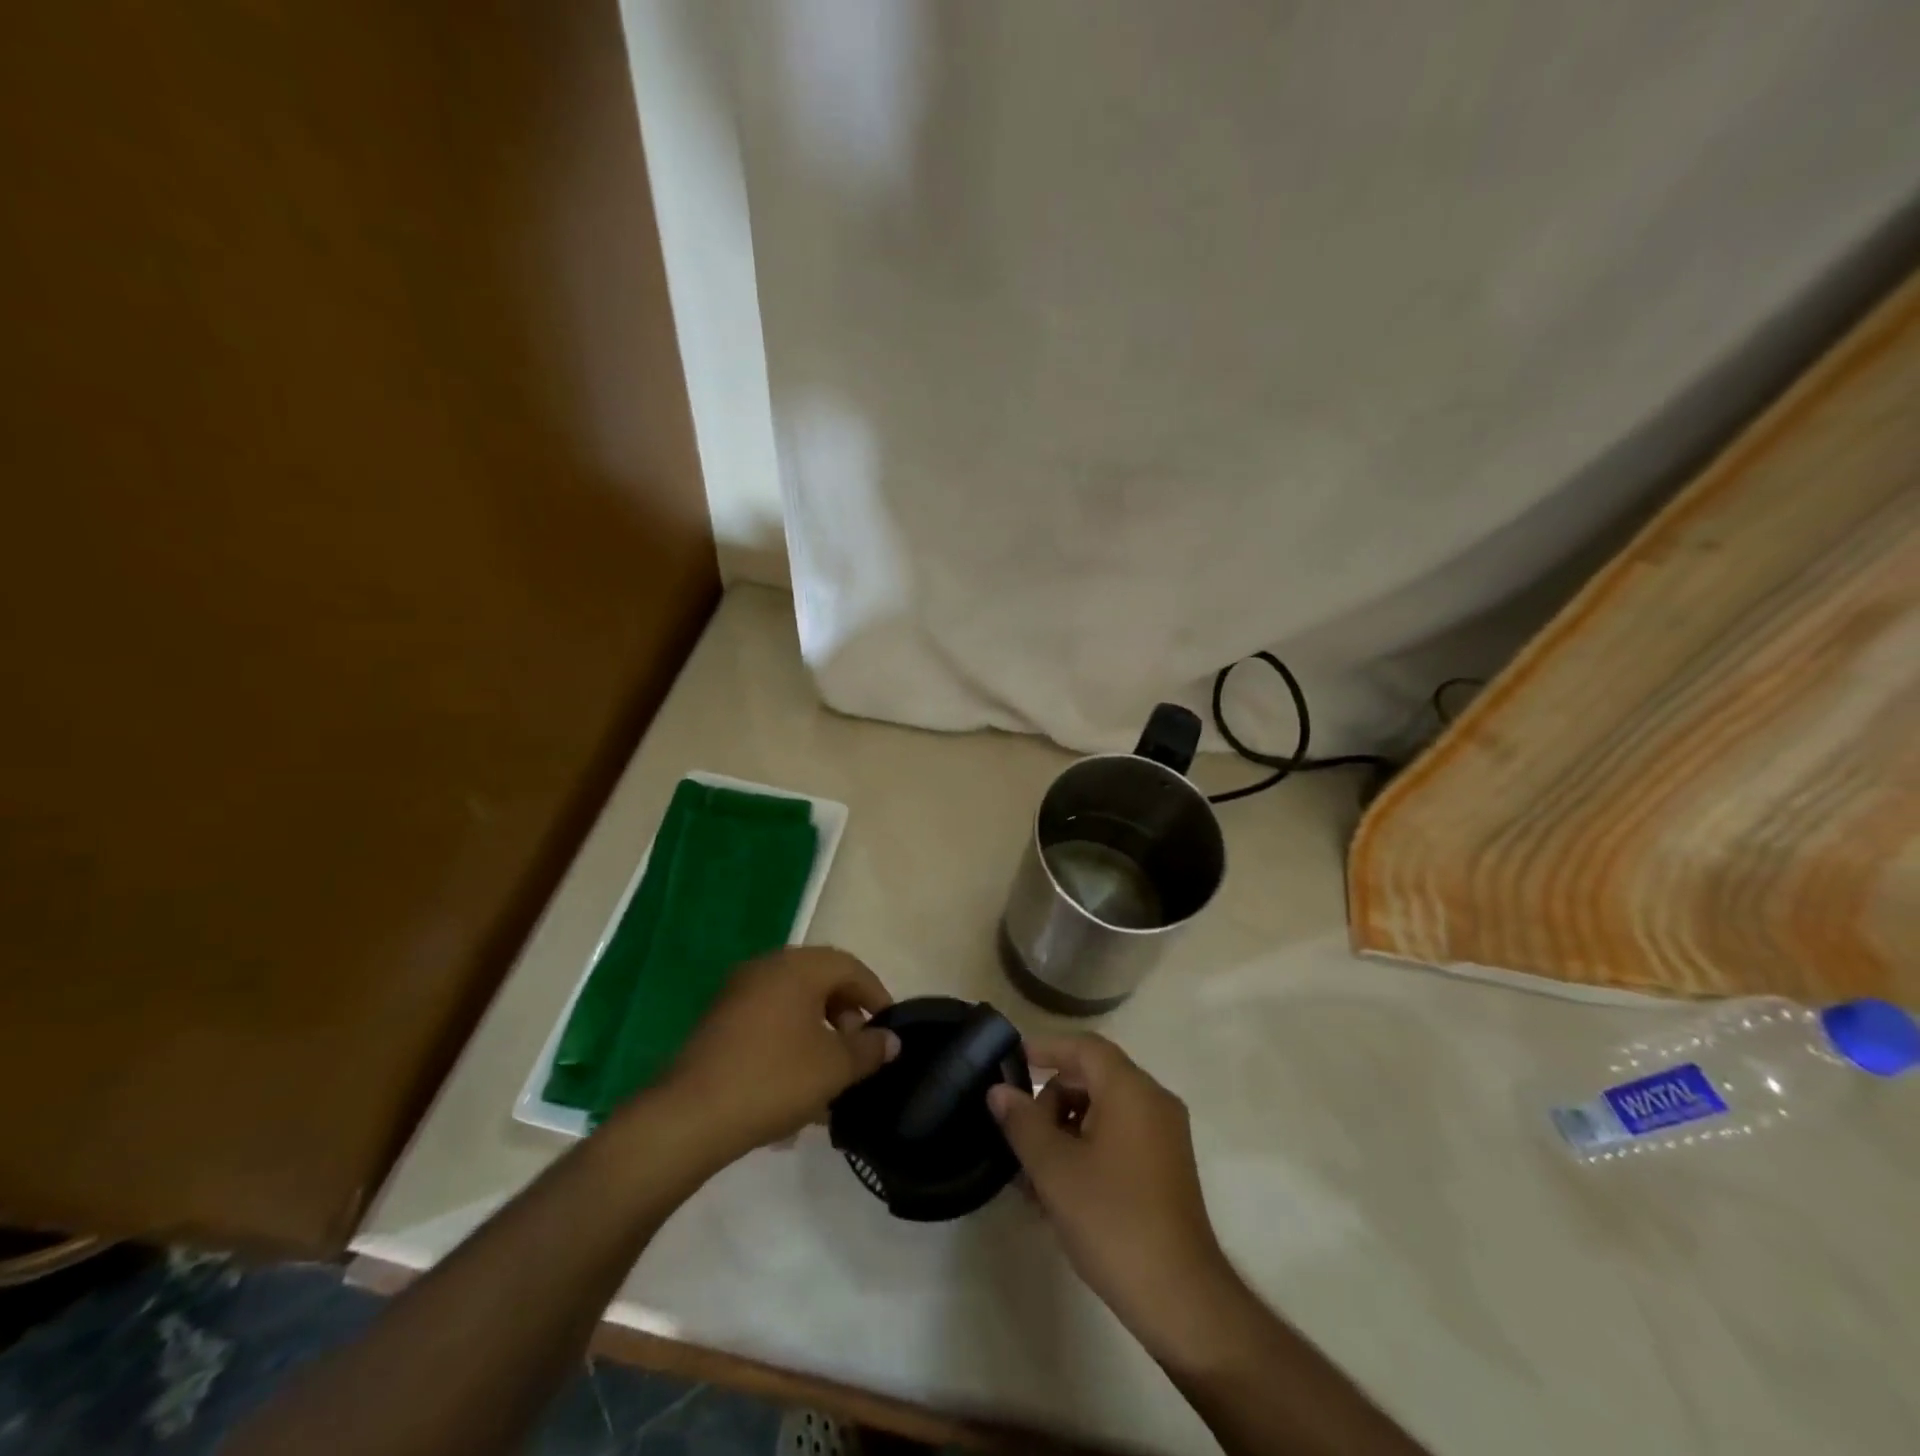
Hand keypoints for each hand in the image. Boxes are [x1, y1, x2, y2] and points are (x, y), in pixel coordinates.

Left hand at [658, 947, 899, 1159]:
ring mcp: (738, 993)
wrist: (690, 1116)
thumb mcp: (835, 1067)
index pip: (849, 966)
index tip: (889, 1029)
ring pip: (793, 1003)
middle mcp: (767, 967)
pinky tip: (796, 1083)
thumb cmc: (774, 1079)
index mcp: (798, 967)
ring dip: (818, 1030)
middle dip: (846, 1014)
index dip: (876, 995)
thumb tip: (890, 1040)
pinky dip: (790, 1041)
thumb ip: (869, 1049)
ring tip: (831, 1073)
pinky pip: (768, 1020)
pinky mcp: (719, 1021)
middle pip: (820, 980)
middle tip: (860, 1050)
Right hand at [988, 1034, 1237, 1361]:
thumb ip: (1022, 1123)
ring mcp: (1165, 1136)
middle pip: (1094, 1077)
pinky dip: (1088, 1148)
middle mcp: (1154, 1102)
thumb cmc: (1113, 1220)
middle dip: (1052, 1099)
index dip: (1046, 1049)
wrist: (1181, 1299)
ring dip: (1066, 1129)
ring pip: (1104, 1111)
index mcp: (1131, 1090)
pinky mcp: (1167, 1168)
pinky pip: (1120, 1137)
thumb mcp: (1054, 1169)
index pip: (1084, 1047)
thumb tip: (999, 1091)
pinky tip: (1060, 1190)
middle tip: (1020, 1133)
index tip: (1012, 1062)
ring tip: (1033, 1172)